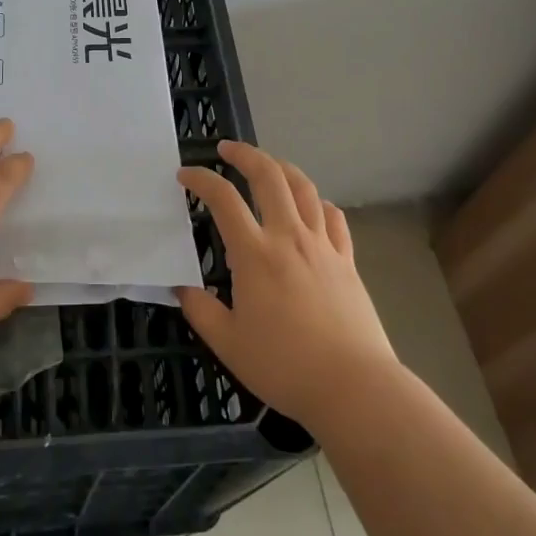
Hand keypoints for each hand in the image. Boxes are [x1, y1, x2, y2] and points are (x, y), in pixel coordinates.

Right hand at [175, 140, 397, 430]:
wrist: (353, 386)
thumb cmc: (284, 366)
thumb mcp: (228, 344)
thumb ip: (201, 311)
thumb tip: (182, 288)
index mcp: (255, 254)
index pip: (223, 200)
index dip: (201, 180)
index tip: (185, 175)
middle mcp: (289, 237)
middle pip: (269, 176)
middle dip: (245, 154)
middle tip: (226, 149)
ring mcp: (323, 245)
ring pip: (304, 188)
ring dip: (282, 167)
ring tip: (268, 164)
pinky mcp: (347, 260)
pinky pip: (334, 217)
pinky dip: (318, 202)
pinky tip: (312, 206)